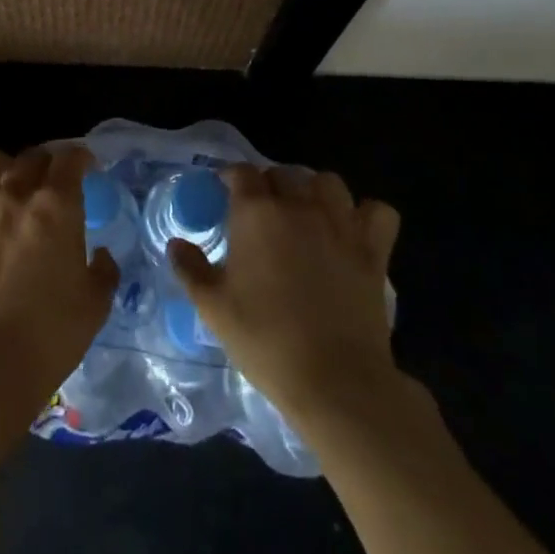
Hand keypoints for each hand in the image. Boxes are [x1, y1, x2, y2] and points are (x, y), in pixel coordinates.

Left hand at [0, 144, 119, 433]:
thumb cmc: (48, 337)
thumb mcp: (94, 307)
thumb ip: (103, 272)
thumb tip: (100, 254)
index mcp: (56, 207)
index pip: (69, 158)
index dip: (79, 158)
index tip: (84, 168)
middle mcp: (14, 194)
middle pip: (30, 156)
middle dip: (43, 164)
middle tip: (47, 186)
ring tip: (2, 188)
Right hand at [167, 164, 399, 429]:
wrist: (335, 381)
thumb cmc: (266, 341)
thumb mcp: (213, 309)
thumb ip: (190, 269)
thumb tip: (176, 244)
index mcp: (256, 213)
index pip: (241, 172)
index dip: (231, 178)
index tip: (224, 193)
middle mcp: (299, 206)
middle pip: (283, 173)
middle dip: (270, 184)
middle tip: (262, 212)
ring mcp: (340, 224)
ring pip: (328, 182)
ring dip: (315, 190)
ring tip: (307, 213)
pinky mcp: (373, 250)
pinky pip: (378, 212)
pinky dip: (366, 215)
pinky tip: (353, 231)